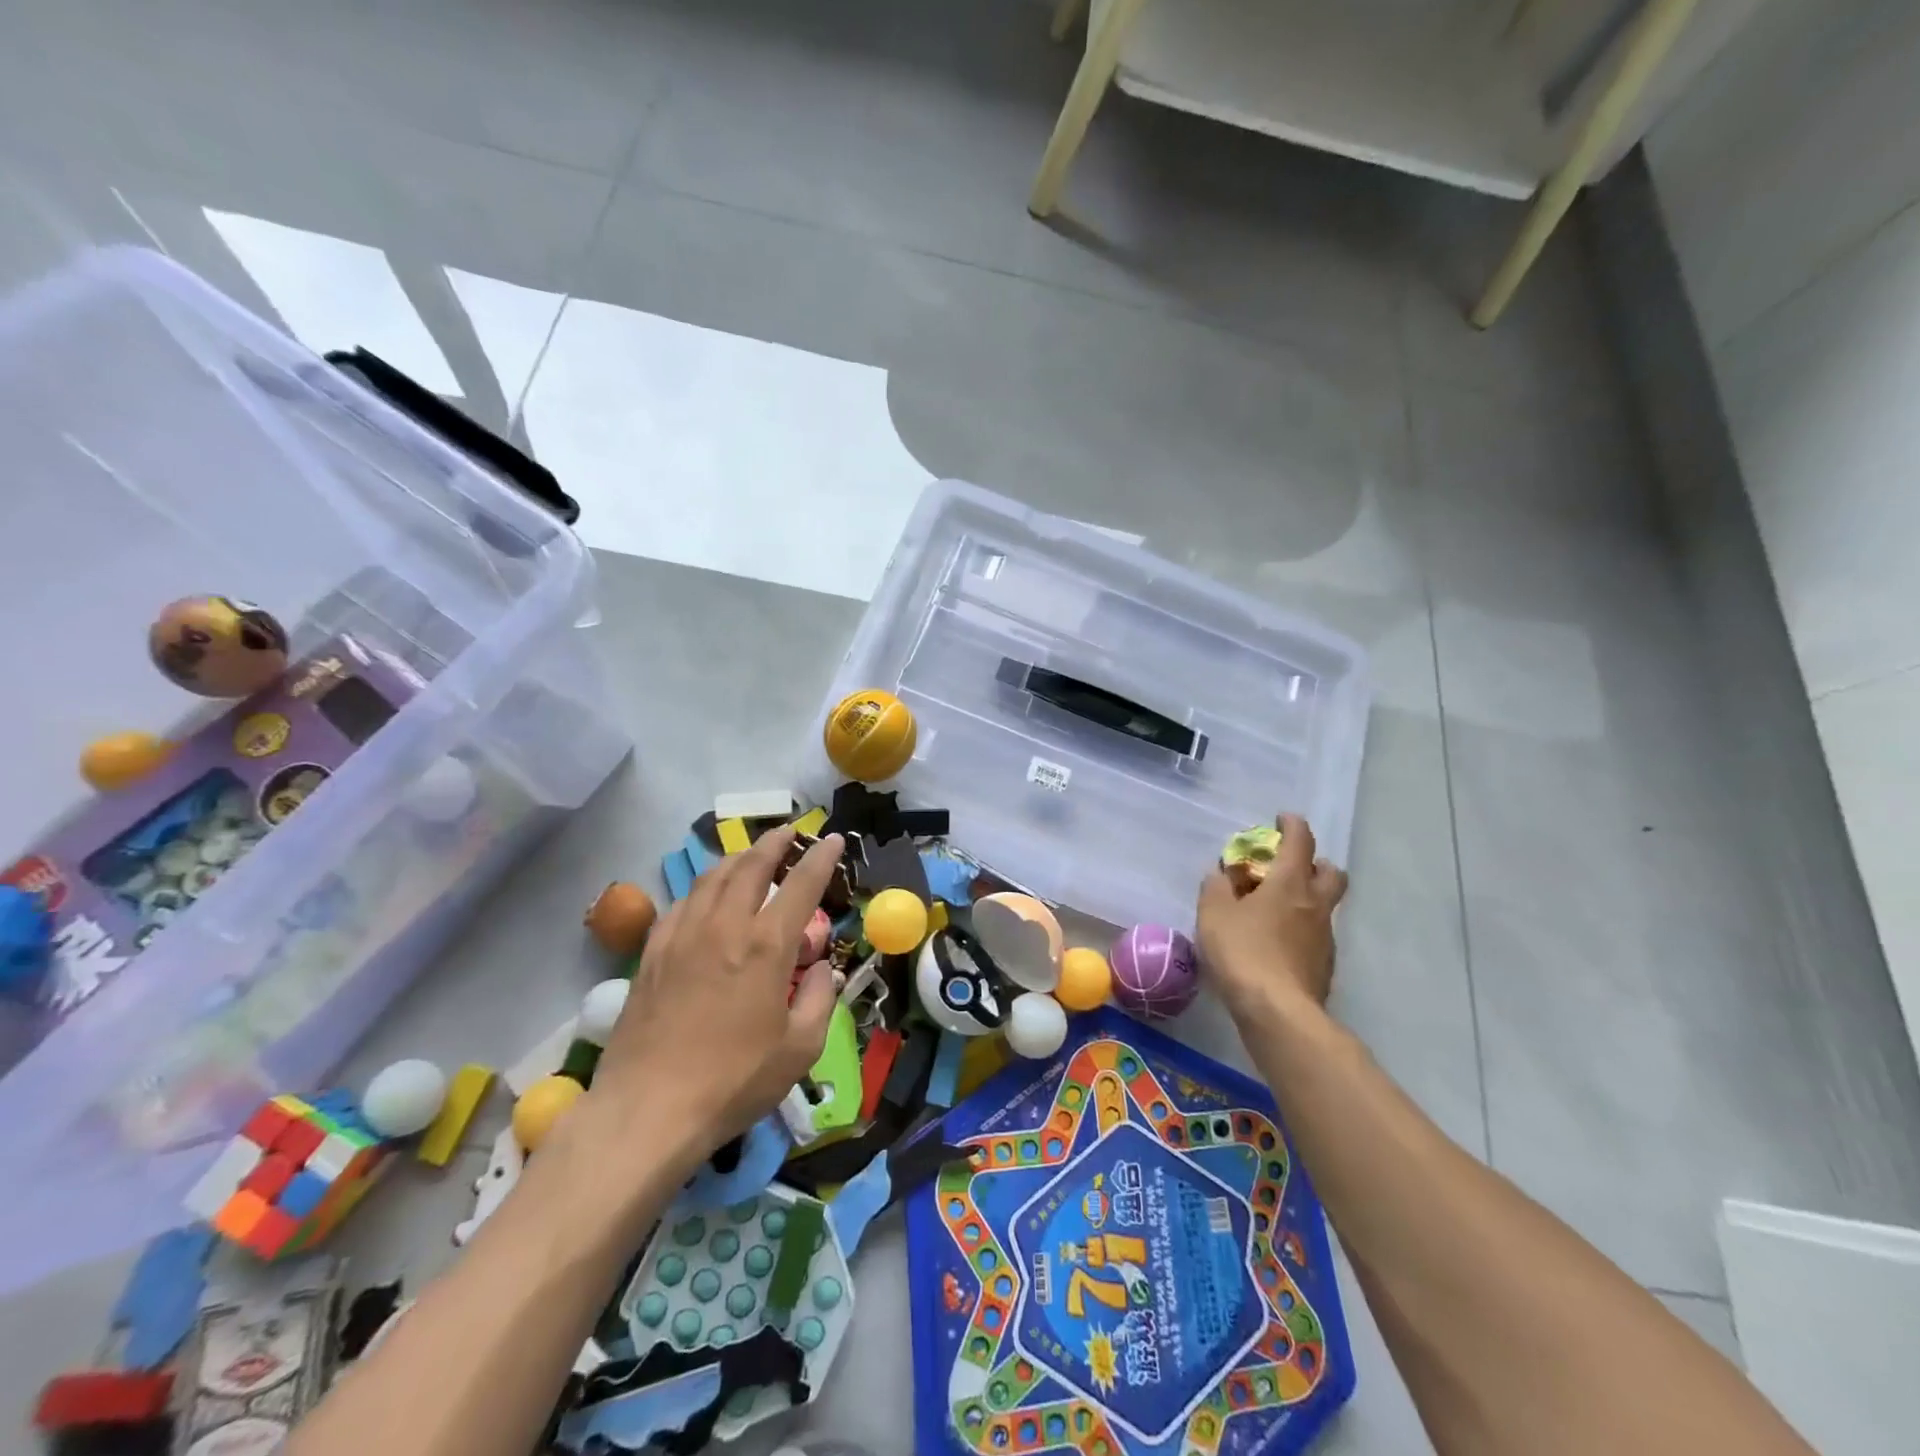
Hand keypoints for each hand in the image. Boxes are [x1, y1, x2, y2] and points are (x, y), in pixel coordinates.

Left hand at [586, 828, 843, 1166]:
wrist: (647, 1110)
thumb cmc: (733, 1081)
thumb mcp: (800, 1049)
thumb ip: (820, 999)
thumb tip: (821, 968)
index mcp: (766, 945)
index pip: (801, 884)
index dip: (821, 857)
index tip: (832, 839)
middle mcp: (724, 926)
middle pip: (751, 865)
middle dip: (774, 843)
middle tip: (788, 832)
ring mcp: (682, 935)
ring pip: (712, 877)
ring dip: (737, 858)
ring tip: (750, 856)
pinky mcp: (651, 953)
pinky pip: (682, 903)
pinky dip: (703, 888)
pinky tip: (706, 898)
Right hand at [1196, 814, 1347, 1020]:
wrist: (1278, 1012)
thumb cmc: (1243, 952)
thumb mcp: (1213, 914)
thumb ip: (1216, 887)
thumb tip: (1222, 874)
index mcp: (1290, 882)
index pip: (1300, 840)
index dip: (1292, 825)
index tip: (1281, 819)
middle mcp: (1315, 904)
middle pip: (1330, 872)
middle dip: (1313, 863)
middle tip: (1286, 867)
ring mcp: (1324, 936)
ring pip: (1324, 905)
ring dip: (1306, 898)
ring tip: (1273, 910)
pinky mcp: (1324, 965)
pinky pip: (1315, 935)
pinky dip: (1300, 929)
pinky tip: (1276, 944)